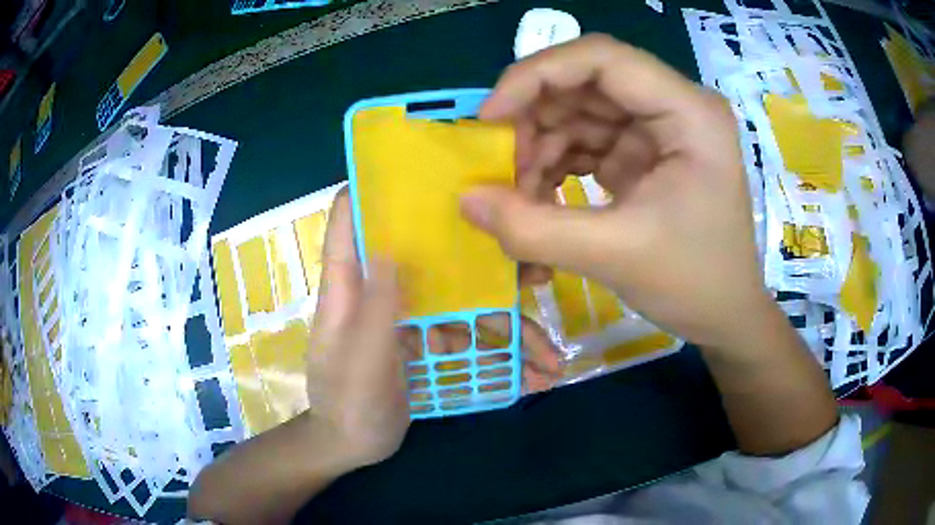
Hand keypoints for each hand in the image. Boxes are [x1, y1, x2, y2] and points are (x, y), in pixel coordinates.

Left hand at [307, 191, 563, 468]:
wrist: (353, 447)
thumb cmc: (346, 404)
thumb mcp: (361, 361)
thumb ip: (377, 308)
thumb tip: (395, 243)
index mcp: (351, 285)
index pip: (352, 217)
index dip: (377, 187)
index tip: (426, 170)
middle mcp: (383, 290)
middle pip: (432, 256)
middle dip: (482, 261)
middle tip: (535, 273)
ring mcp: (410, 317)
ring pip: (463, 304)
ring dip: (508, 329)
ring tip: (551, 358)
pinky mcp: (429, 343)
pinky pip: (469, 338)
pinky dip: (501, 357)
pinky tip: (535, 376)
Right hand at [461, 34, 773, 349]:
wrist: (726, 316)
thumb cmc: (695, 283)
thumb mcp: (616, 256)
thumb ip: (534, 229)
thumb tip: (465, 200)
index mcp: (688, 112)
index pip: (601, 58)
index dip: (536, 76)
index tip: (490, 118)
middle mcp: (674, 106)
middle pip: (584, 83)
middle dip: (533, 120)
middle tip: (498, 168)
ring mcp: (659, 129)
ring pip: (579, 113)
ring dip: (539, 148)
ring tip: (518, 197)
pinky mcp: (644, 154)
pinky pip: (586, 142)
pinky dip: (555, 166)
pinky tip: (539, 199)